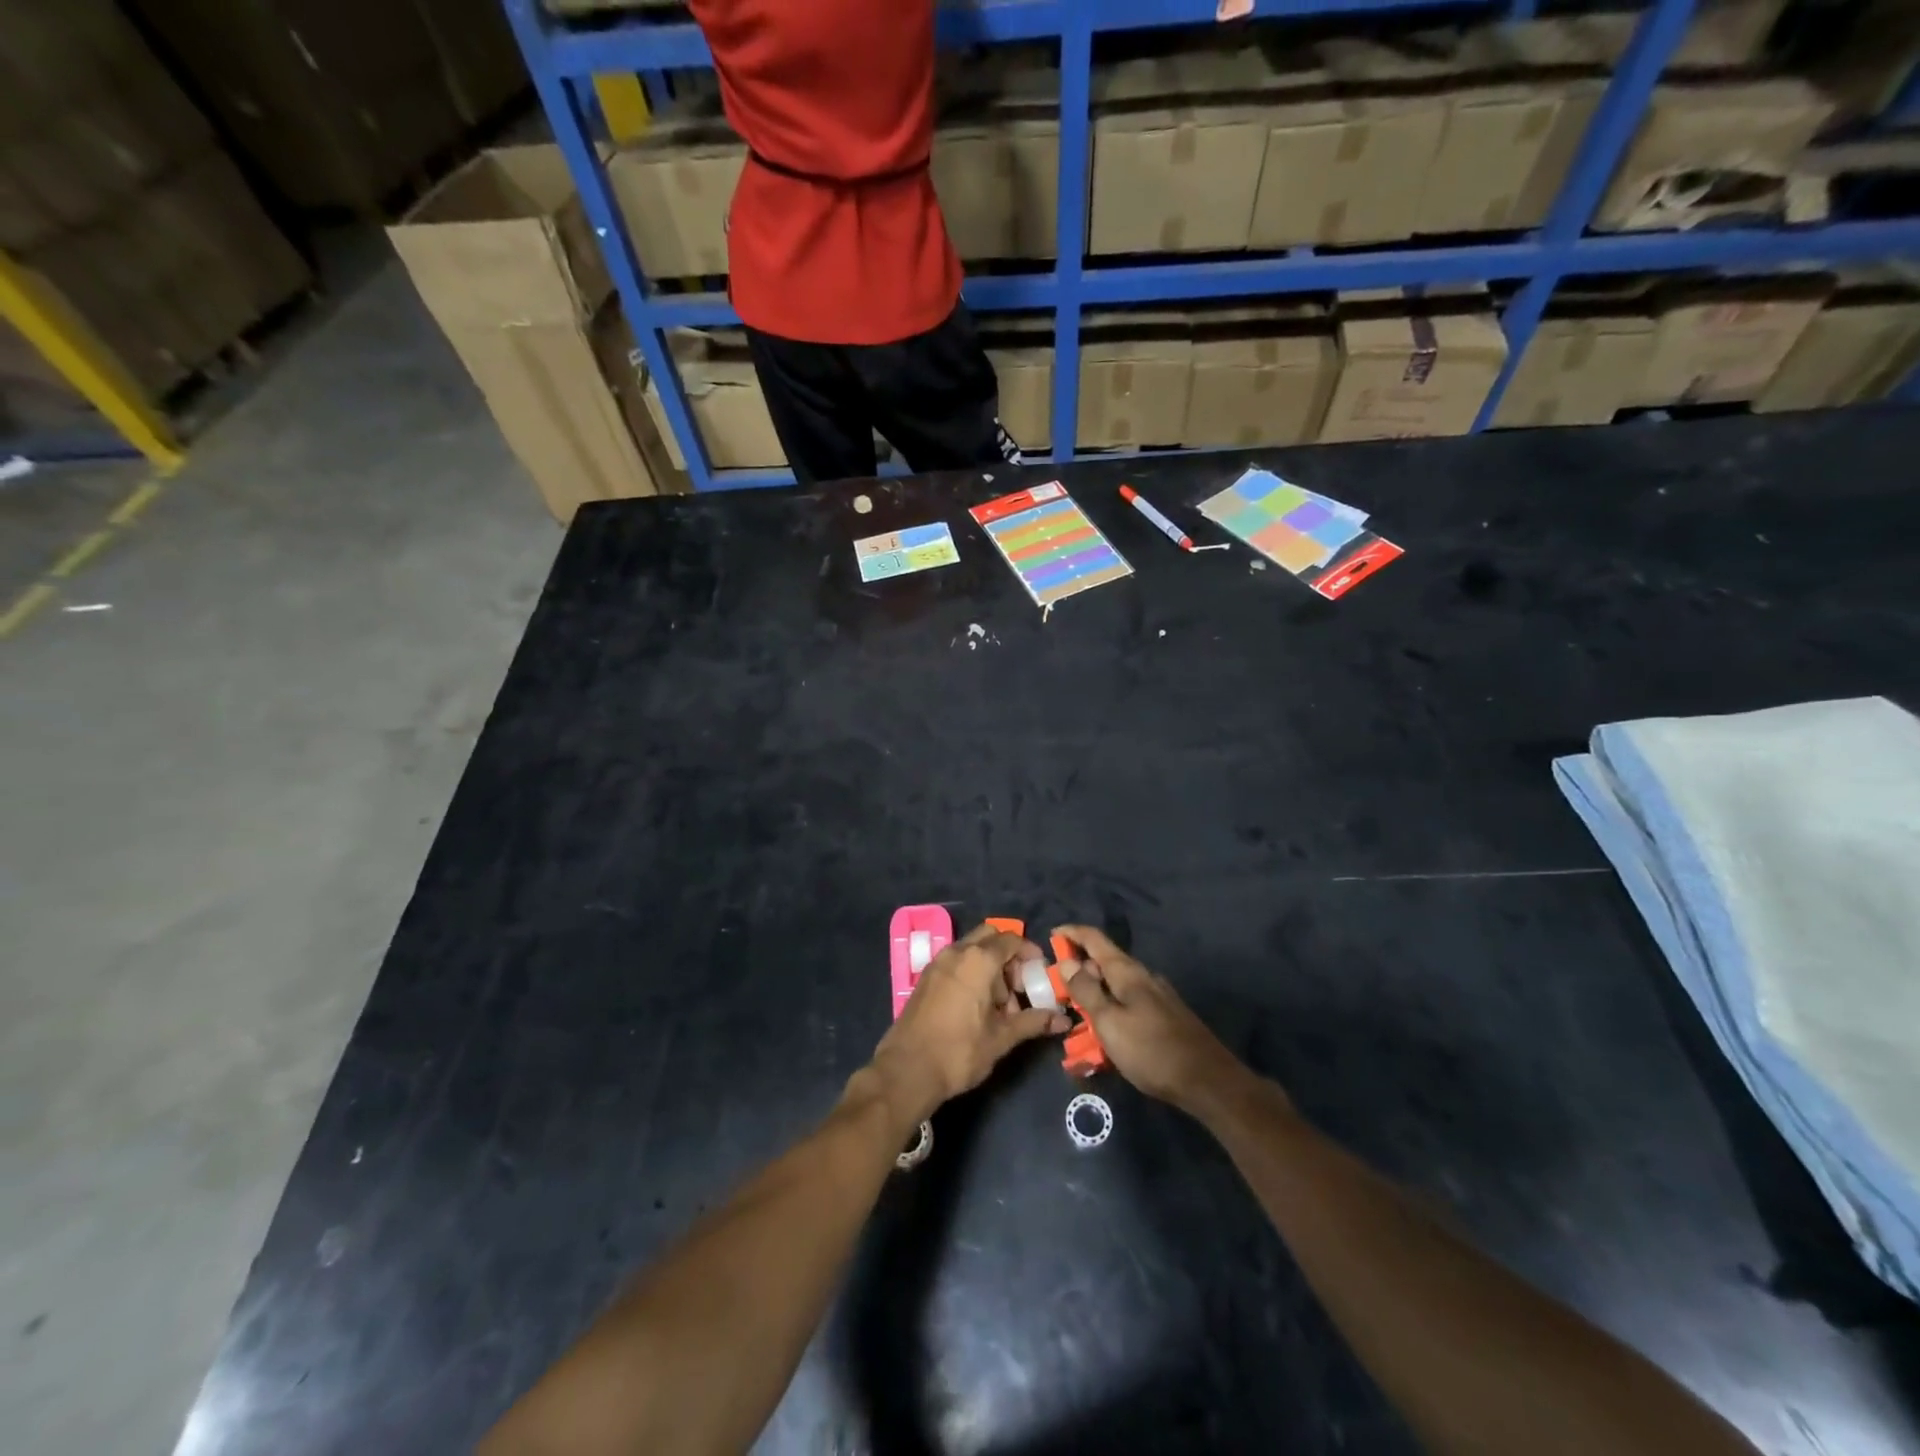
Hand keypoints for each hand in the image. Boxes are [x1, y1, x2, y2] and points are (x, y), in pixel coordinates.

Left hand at [869, 923, 1069, 1124]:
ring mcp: (937, 963)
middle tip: (1019, 986)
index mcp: (978, 960)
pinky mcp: (925, 977)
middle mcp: (956, 952)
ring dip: (990, 966)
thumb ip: (1033, 1022)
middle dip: (1008, 956)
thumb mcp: (1002, 1037)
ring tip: (1000, 1004)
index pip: (1011, 940)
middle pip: (989, 938)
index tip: (1040, 972)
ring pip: (971, 950)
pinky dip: (971, 972)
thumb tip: (1064, 1020)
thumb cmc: (959, 1051)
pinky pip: (955, 962)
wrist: (907, 1069)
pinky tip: (976, 1006)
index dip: (1029, 952)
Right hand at [1054, 924, 1245, 1112]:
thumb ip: (1086, 991)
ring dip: (1096, 990)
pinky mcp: (1166, 1016)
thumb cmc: (1151, 1050)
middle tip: (1059, 986)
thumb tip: (1067, 962)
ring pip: (1118, 984)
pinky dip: (1111, 1006)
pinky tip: (1107, 1029)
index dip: (1072, 933)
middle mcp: (1144, 976)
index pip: (1095, 939)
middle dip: (1081, 968)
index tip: (1052, 934)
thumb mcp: (1109, 1022)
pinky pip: (1129, 1002)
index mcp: (1128, 972)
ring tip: (1078, 1012)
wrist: (1208, 1081)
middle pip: (1106, 961)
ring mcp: (1158, 996)